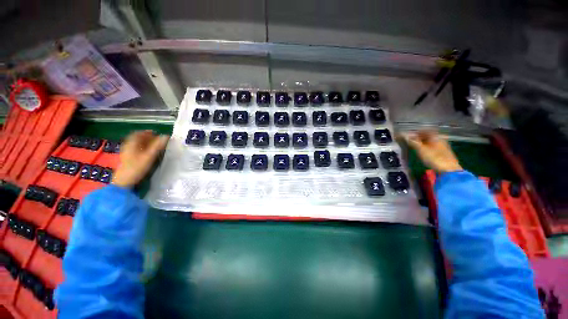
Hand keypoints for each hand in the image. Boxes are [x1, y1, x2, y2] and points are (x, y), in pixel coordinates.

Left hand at [112, 131, 168, 187]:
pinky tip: (148, 153)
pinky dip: (142, 148)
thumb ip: (158, 146)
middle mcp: (128, 146)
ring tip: (154, 145)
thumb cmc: (137, 167)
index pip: (138, 134)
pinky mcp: (128, 159)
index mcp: (131, 143)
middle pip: (137, 139)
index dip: (147, 132)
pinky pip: (135, 150)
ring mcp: (127, 153)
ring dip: (145, 143)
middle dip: (147, 137)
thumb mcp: (149, 156)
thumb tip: (166, 136)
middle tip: (157, 139)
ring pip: (136, 144)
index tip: (156, 133)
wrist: (124, 181)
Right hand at [403, 131, 461, 172]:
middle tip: (411, 141)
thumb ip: (413, 142)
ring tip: (416, 147)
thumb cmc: (434, 158)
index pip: (425, 130)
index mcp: (435, 136)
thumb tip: (404, 135)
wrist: (449, 170)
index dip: (416, 132)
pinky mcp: (444, 153)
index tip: (409, 135)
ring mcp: (443, 146)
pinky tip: (424, 152)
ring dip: (423, 143)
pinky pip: (434, 147)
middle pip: (429, 136)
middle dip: (419, 138)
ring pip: (431, 142)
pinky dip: (427, 147)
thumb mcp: (421, 150)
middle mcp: (440, 139)